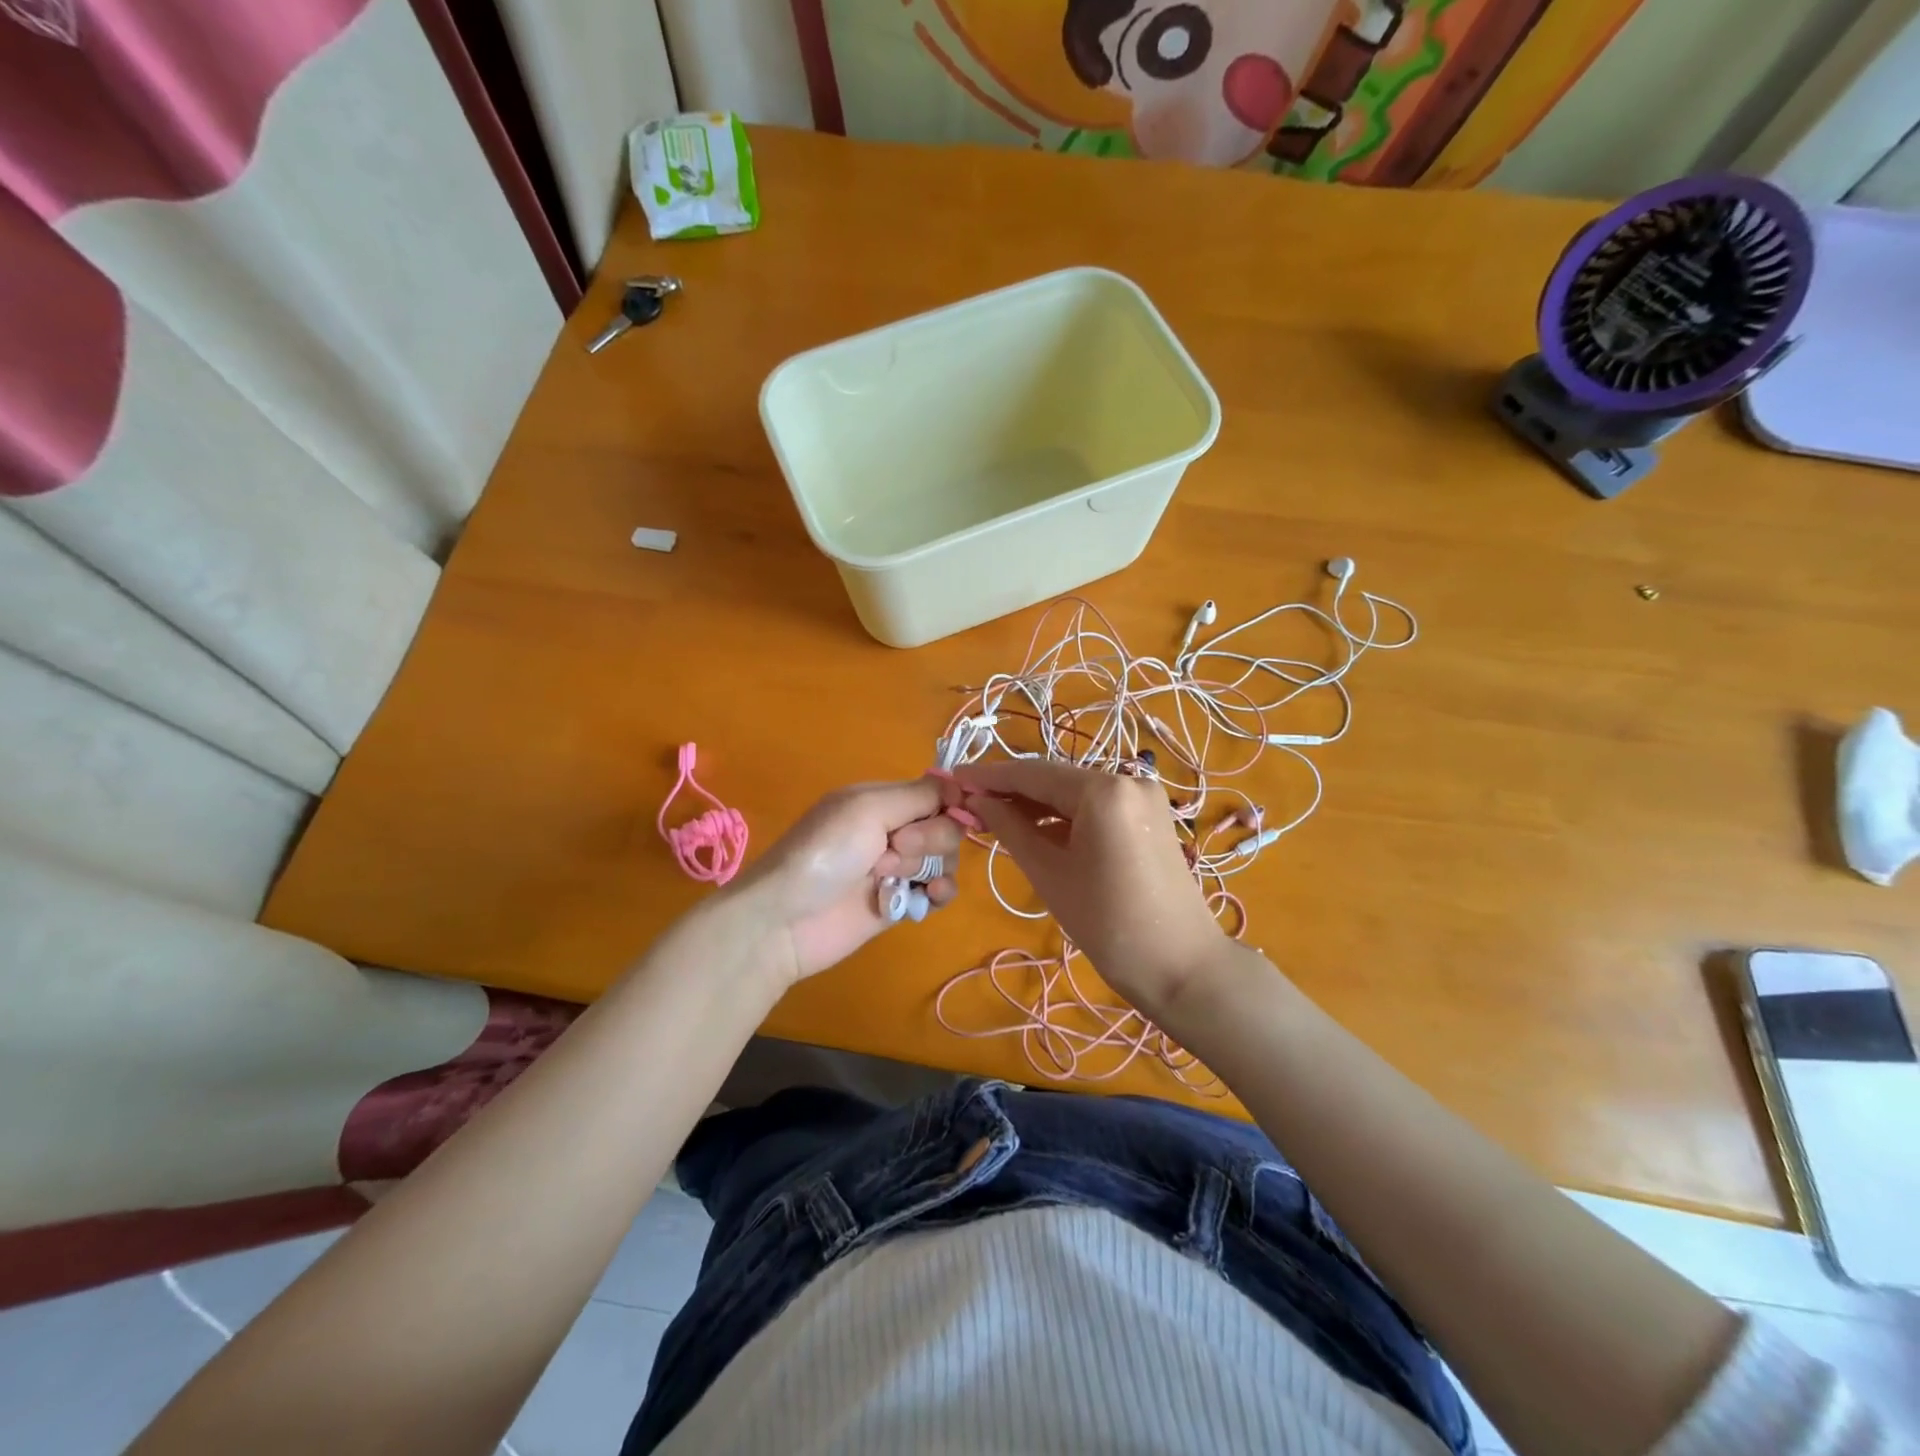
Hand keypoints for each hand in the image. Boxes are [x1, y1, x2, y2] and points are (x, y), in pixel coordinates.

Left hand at [732, 778, 963, 984]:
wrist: (785, 921)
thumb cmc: (824, 853)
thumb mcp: (868, 808)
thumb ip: (918, 795)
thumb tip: (960, 786)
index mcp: (881, 800)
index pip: (935, 793)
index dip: (949, 804)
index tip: (945, 813)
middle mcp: (892, 830)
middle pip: (944, 827)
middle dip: (931, 838)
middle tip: (895, 849)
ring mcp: (896, 869)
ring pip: (944, 860)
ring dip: (931, 867)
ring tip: (896, 879)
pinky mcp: (899, 903)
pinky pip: (938, 893)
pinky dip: (940, 893)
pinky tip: (929, 897)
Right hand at [954, 759, 1234, 1016]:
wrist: (1180, 966)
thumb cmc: (1107, 923)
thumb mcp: (1049, 873)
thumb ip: (1010, 828)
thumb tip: (977, 801)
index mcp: (1103, 789)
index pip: (1033, 773)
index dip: (989, 776)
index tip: (954, 778)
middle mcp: (1127, 779)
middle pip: (1056, 778)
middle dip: (1012, 790)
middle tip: (970, 803)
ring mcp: (1143, 797)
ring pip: (1076, 791)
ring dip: (1037, 804)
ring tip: (996, 818)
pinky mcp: (1150, 816)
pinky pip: (1097, 806)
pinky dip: (1065, 816)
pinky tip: (1036, 829)